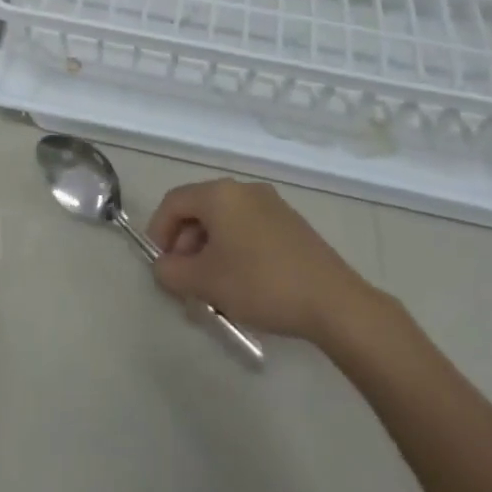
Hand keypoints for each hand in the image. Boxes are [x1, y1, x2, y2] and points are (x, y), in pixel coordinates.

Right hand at [145, 178, 388, 346]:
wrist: (333, 302)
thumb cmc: (260, 283)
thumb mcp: (205, 282)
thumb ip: (171, 272)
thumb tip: (163, 267)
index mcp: (220, 194)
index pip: (174, 202)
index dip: (159, 232)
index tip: (161, 266)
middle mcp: (244, 190)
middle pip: (199, 210)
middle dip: (185, 246)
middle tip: (186, 282)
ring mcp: (271, 205)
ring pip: (225, 222)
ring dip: (209, 251)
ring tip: (213, 289)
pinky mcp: (291, 225)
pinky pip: (248, 230)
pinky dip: (235, 251)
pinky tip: (242, 285)